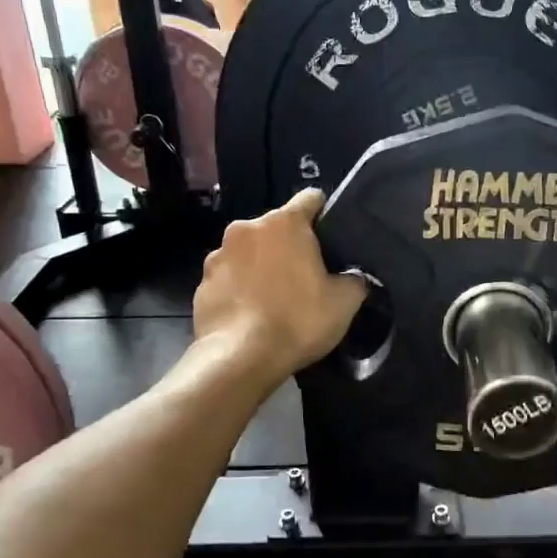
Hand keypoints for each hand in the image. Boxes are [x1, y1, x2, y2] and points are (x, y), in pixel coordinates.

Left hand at [194, 189, 365, 384]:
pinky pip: (229, 278)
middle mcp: (246, 228)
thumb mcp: (345, 303)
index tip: (332, 239)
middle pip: (277, 228)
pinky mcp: (201, 284)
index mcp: (284, 223)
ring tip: (275, 300)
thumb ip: (355, 280)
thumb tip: (354, 277)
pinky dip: (241, 289)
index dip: (326, 215)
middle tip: (307, 277)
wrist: (239, 358)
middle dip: (291, 246)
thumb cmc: (297, 321)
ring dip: (262, 266)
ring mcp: (218, 255)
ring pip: (250, 252)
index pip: (311, 199)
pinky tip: (252, 315)